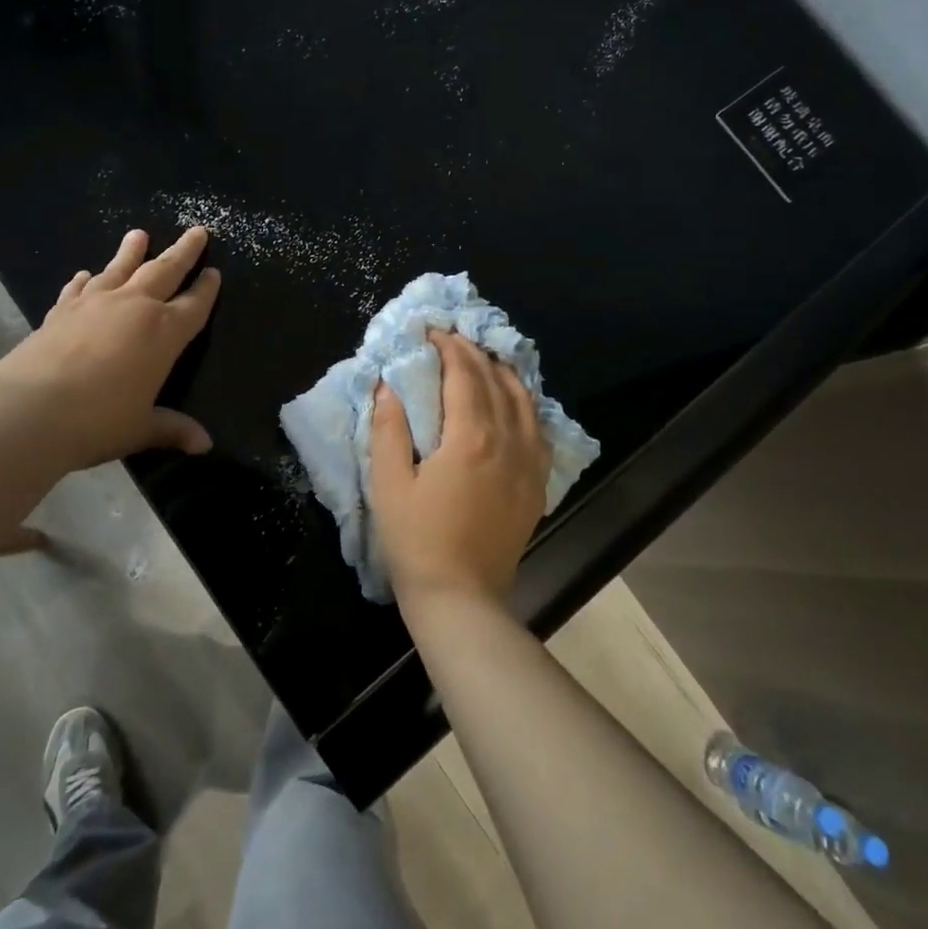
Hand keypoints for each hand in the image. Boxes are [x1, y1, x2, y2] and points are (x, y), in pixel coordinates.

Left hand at [0, 227, 220, 472]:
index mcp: (164, 333)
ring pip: (121, 269)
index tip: (215, 272)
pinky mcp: (62, 310)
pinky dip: (86, 279)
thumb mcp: (141, 427)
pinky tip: (86, 274)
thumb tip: (205, 445)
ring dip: (132, 251)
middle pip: (165, 271)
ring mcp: (95, 304)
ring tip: (138, 234)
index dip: (207, 288)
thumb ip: (172, 429)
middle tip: (197, 230)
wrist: (30, 409)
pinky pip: (80, 288)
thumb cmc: (98, 420)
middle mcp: (135, 308)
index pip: (195, 304)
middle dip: (183, 251)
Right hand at [369, 331, 551, 607]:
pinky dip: (525, 404)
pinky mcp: (537, 484)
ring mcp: (529, 463)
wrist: (460, 597)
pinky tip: (514, 401)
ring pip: (524, 400)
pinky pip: (539, 429)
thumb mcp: (389, 483)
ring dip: (503, 372)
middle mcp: (508, 440)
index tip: (431, 331)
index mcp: (471, 437)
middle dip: (473, 352)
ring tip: (484, 358)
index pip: (464, 374)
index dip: (448, 347)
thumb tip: (388, 385)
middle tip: (452, 338)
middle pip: (496, 381)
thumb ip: (389, 428)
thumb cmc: (416, 540)